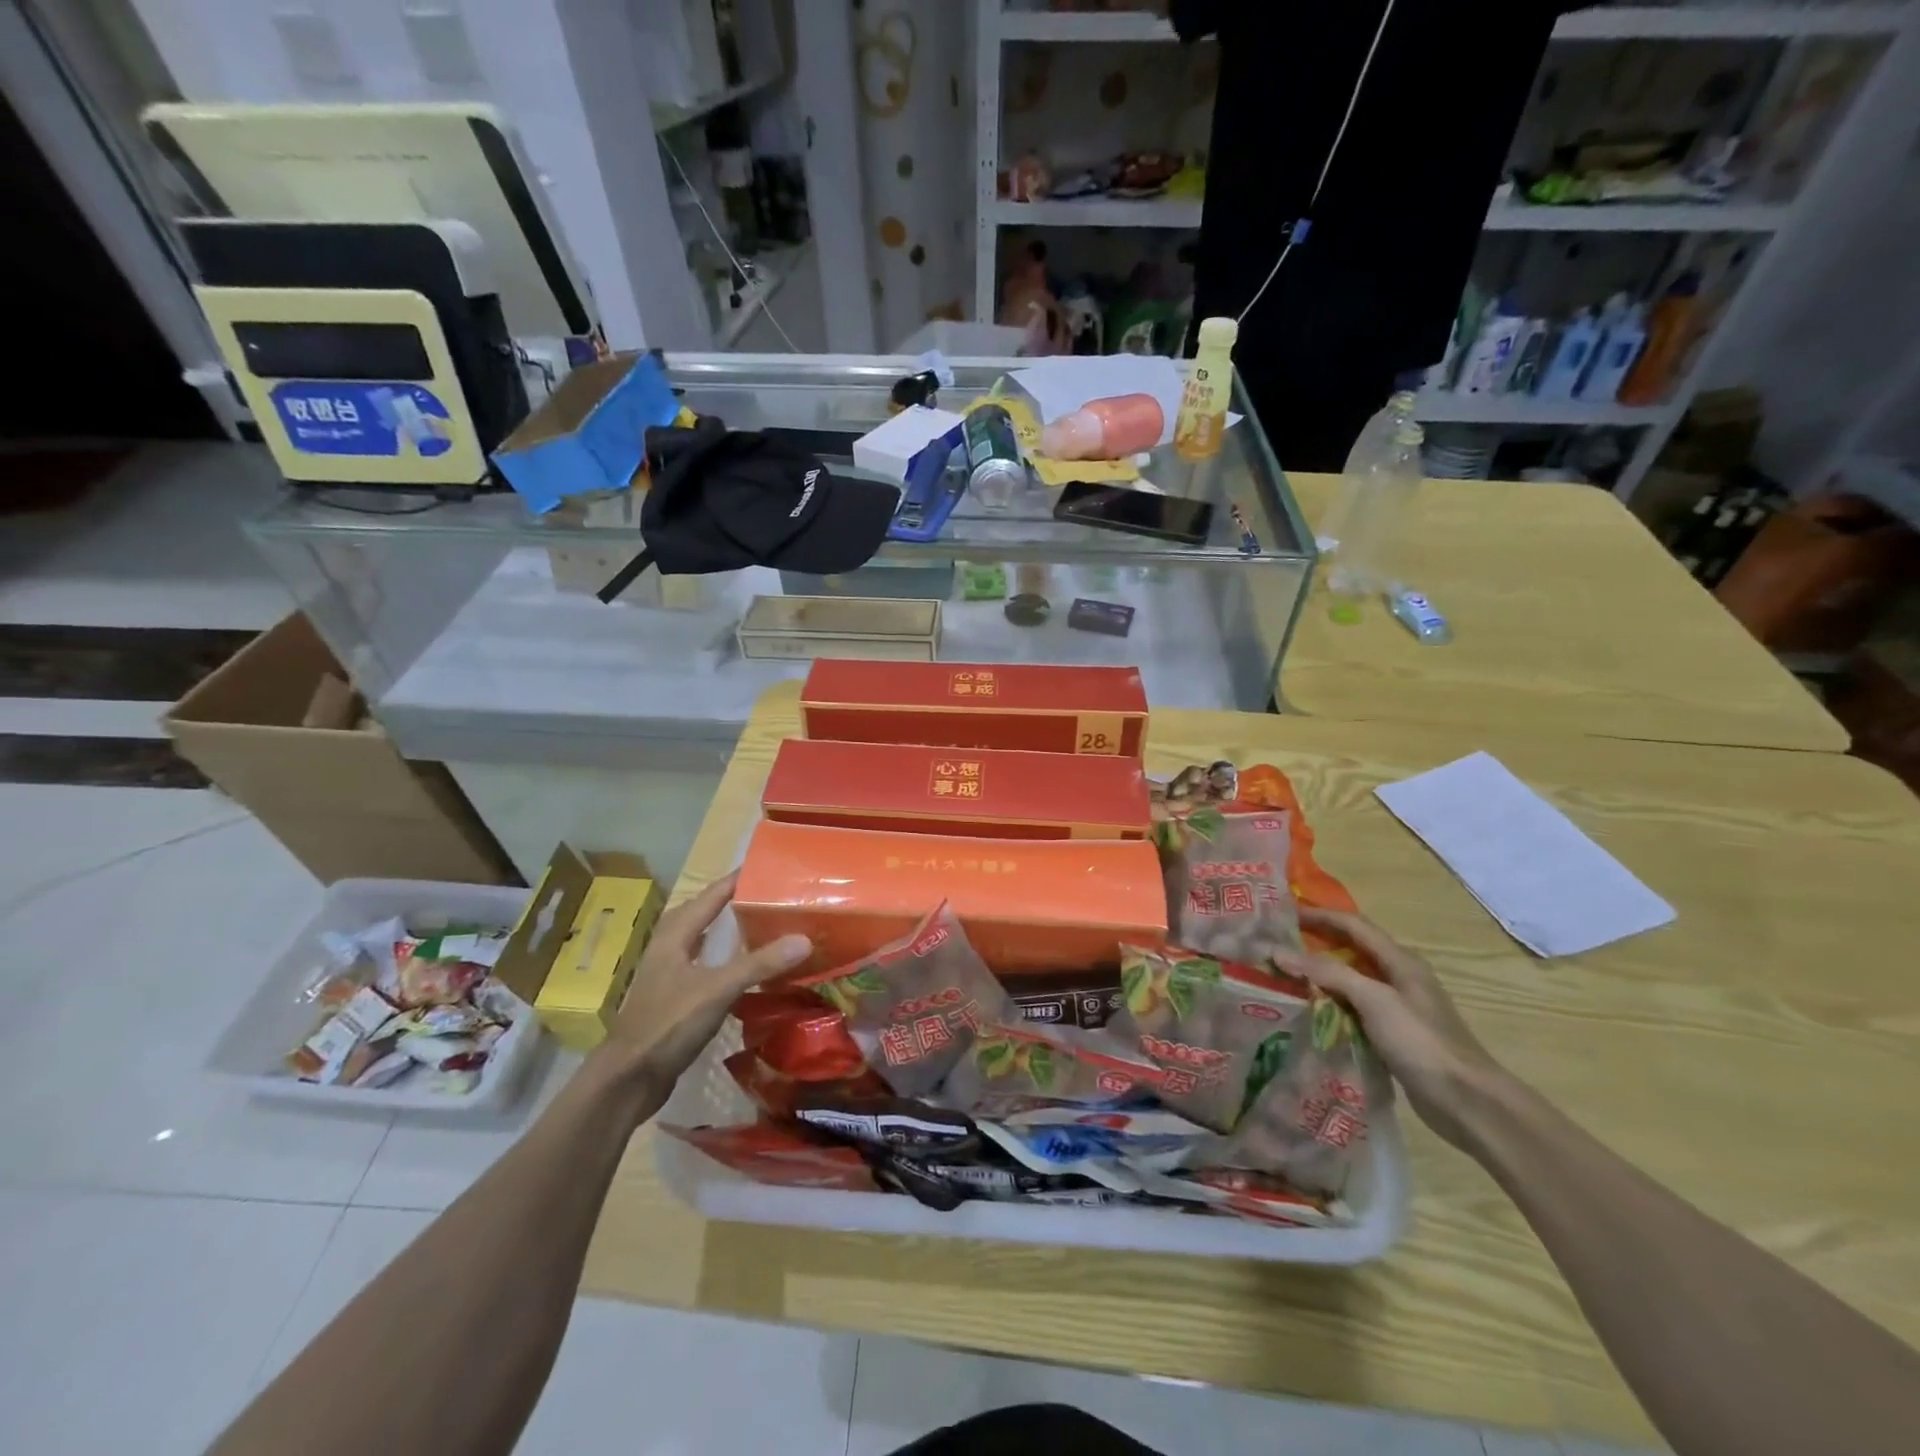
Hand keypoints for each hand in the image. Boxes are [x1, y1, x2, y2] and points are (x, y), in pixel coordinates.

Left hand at [597, 871, 810, 1104]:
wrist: (629, 1078)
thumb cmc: (668, 1024)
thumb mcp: (717, 990)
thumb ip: (759, 964)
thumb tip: (805, 939)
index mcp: (676, 932)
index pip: (713, 893)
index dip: (741, 878)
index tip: (773, 866)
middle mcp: (670, 945)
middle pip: (706, 911)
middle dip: (737, 900)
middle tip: (774, 895)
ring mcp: (669, 971)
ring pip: (704, 938)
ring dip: (730, 929)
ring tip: (764, 924)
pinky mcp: (674, 995)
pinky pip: (706, 963)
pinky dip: (727, 957)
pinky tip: (745, 967)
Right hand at [1273, 907, 1510, 1151]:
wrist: (1467, 1102)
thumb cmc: (1422, 1042)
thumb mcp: (1374, 1000)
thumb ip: (1328, 972)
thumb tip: (1278, 952)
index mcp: (1400, 961)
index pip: (1353, 925)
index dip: (1319, 915)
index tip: (1282, 914)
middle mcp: (1398, 977)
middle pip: (1351, 949)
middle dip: (1316, 942)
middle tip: (1277, 942)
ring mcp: (1396, 1007)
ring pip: (1349, 980)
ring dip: (1319, 974)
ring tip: (1283, 974)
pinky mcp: (1392, 1034)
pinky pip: (1352, 1008)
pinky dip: (1328, 1003)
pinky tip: (1307, 1011)